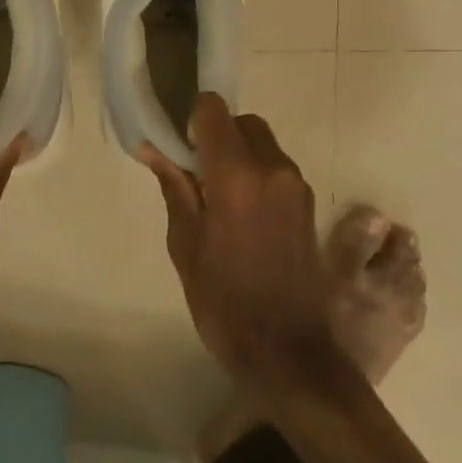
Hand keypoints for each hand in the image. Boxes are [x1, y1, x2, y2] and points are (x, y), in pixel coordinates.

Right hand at [147, 93, 434, 462]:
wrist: (287, 352)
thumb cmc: (224, 301)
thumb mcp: (185, 244)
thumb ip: (174, 187)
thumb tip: (153, 147)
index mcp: (238, 175)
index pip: (214, 110)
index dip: (191, 120)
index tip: (178, 149)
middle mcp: (274, 168)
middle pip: (242, 122)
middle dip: (217, 136)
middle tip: (195, 176)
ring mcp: (297, 185)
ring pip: (262, 143)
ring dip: (238, 155)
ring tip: (217, 200)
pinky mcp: (308, 203)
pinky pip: (276, 167)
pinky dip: (255, 173)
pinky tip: (240, 214)